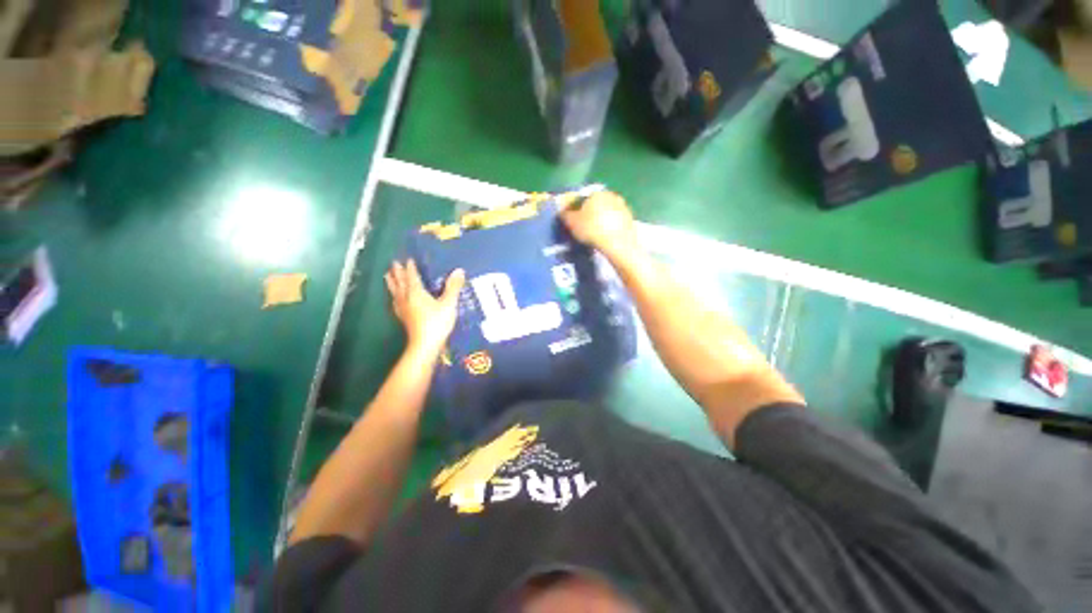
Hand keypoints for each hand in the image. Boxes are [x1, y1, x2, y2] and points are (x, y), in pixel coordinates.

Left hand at [385, 260, 465, 356]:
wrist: (425, 345)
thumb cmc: (437, 323)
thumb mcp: (449, 304)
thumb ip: (453, 287)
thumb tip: (459, 270)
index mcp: (416, 293)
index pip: (412, 277)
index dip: (410, 268)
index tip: (408, 259)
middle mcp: (407, 299)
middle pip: (400, 283)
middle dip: (397, 273)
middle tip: (393, 263)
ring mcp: (403, 310)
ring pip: (395, 292)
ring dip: (391, 283)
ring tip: (387, 276)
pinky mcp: (404, 319)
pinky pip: (396, 303)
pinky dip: (394, 297)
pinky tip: (394, 300)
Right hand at [559, 191, 638, 262]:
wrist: (617, 243)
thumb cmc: (592, 229)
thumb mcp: (572, 223)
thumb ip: (565, 214)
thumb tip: (562, 211)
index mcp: (595, 193)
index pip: (581, 198)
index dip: (575, 209)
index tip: (573, 220)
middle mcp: (610, 195)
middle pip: (596, 204)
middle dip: (589, 213)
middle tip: (583, 227)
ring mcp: (622, 206)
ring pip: (607, 212)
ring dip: (601, 220)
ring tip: (594, 234)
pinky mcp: (630, 219)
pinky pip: (615, 221)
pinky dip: (610, 227)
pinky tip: (605, 237)